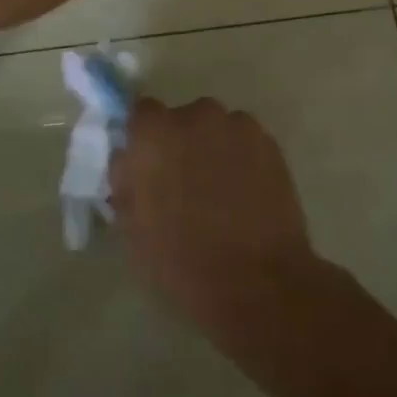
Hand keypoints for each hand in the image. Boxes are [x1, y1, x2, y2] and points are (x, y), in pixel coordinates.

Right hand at [111, 97, 328, 344]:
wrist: (256, 282)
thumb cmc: (181, 260)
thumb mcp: (132, 227)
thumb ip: (126, 182)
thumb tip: (129, 162)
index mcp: (154, 134)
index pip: (141, 113)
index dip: (144, 138)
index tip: (146, 164)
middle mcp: (195, 117)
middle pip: (182, 118)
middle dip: (181, 143)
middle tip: (183, 182)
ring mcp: (237, 127)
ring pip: (217, 129)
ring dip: (213, 148)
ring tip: (220, 191)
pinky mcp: (270, 143)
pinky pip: (245, 141)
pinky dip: (242, 158)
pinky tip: (246, 193)